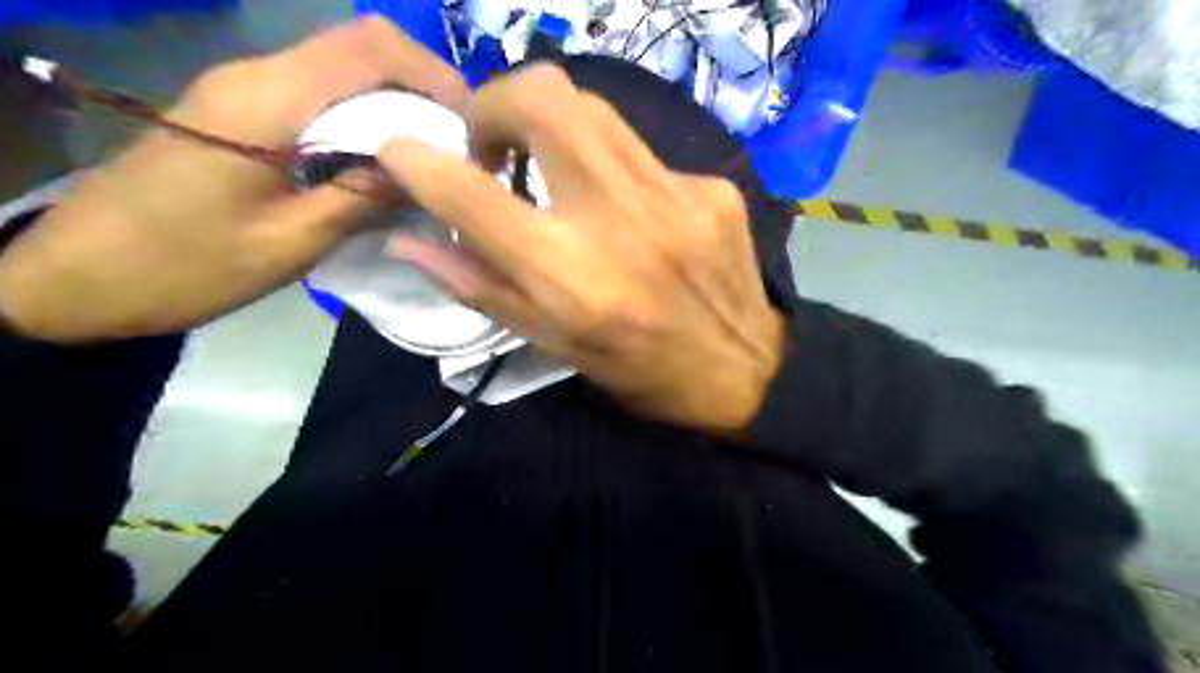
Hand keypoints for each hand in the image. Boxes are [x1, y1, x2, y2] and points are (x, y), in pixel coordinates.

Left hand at [0, 15, 471, 340]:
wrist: (83, 276)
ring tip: (433, 160)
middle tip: (460, 148)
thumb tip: (427, 172)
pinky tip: (385, 163)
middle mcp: (257, 77)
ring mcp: (246, 90)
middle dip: (423, 88)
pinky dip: (366, 120)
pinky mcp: (242, 111)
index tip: (471, 126)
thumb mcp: (290, 243)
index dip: (433, 75)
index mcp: (267, 102)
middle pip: (360, 48)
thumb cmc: (186, 268)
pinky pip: (321, 96)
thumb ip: (361, 198)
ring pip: (343, 71)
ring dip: (397, 106)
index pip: (368, 48)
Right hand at [378, 65, 783, 436]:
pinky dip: (610, 167)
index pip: (473, 195)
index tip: (399, 149)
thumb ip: (483, 289)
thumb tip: (411, 242)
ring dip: (548, 122)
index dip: (418, 161)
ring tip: (545, 166)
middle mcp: (619, 221)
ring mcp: (673, 194)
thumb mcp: (556, 348)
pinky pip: (639, 151)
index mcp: (572, 279)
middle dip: (495, 105)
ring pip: (590, 106)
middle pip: (542, 99)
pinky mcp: (709, 187)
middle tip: (492, 148)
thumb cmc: (641, 373)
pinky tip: (623, 208)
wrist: (744, 370)